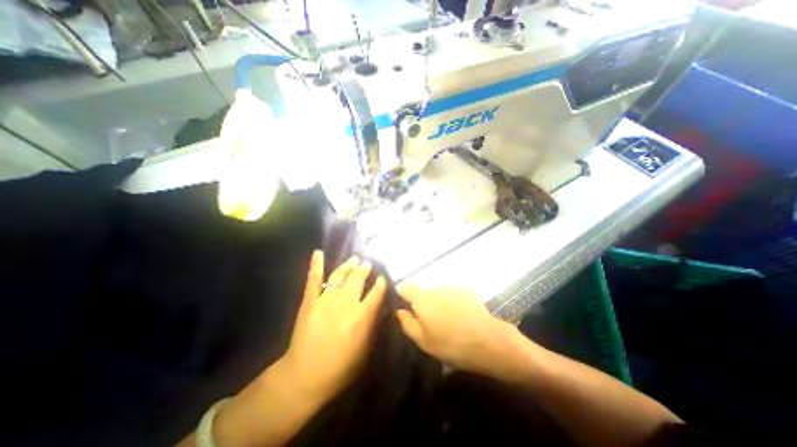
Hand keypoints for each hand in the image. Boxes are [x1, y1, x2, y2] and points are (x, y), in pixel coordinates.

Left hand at [280, 251, 386, 401]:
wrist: (304, 377)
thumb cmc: (340, 368)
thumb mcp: (365, 351)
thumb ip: (374, 326)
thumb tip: (381, 307)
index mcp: (361, 317)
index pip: (376, 293)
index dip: (381, 283)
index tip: (382, 278)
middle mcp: (345, 304)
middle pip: (358, 279)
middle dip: (364, 269)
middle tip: (367, 263)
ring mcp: (325, 300)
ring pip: (339, 275)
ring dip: (348, 265)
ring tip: (354, 259)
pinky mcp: (309, 301)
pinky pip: (313, 279)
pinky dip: (315, 265)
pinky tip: (318, 252)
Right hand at [395, 283, 527, 379]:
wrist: (492, 341)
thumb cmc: (453, 345)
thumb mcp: (424, 342)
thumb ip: (408, 324)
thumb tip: (399, 311)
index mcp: (423, 299)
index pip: (406, 287)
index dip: (403, 295)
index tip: (407, 307)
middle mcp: (436, 287)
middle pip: (424, 291)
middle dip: (424, 303)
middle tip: (433, 323)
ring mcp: (453, 287)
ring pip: (439, 293)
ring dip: (440, 303)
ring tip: (451, 322)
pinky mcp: (468, 290)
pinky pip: (453, 294)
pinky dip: (454, 303)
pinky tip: (463, 318)